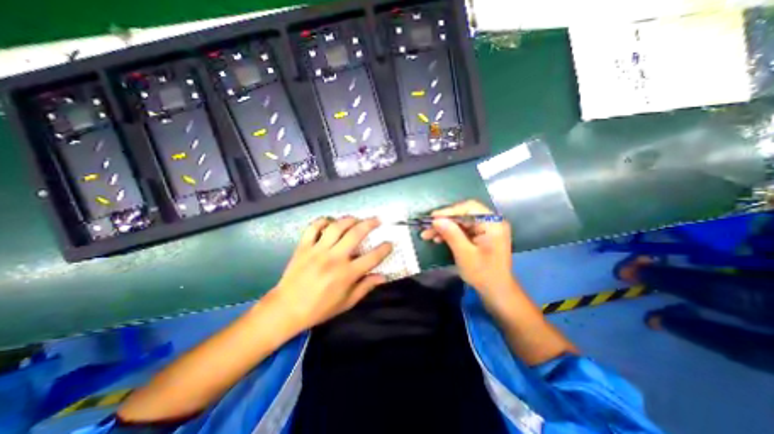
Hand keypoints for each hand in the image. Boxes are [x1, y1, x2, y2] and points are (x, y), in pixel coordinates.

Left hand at [269, 217, 395, 332]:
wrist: (286, 309)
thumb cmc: (319, 309)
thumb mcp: (346, 302)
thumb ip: (365, 287)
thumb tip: (383, 276)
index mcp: (347, 274)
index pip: (372, 257)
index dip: (384, 248)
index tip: (389, 243)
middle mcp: (334, 258)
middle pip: (356, 234)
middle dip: (370, 224)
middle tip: (377, 220)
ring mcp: (317, 250)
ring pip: (336, 227)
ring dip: (349, 219)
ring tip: (356, 219)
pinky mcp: (303, 247)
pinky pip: (313, 227)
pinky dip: (322, 221)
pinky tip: (330, 222)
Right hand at [417, 201, 512, 293]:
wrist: (497, 291)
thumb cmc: (483, 274)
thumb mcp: (465, 254)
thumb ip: (451, 234)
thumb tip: (436, 220)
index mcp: (492, 224)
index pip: (469, 208)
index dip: (449, 211)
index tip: (432, 218)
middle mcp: (491, 222)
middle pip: (463, 214)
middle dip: (444, 221)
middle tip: (427, 228)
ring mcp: (486, 228)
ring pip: (460, 222)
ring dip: (444, 227)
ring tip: (428, 235)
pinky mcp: (480, 235)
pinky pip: (463, 229)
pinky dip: (450, 233)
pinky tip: (438, 238)